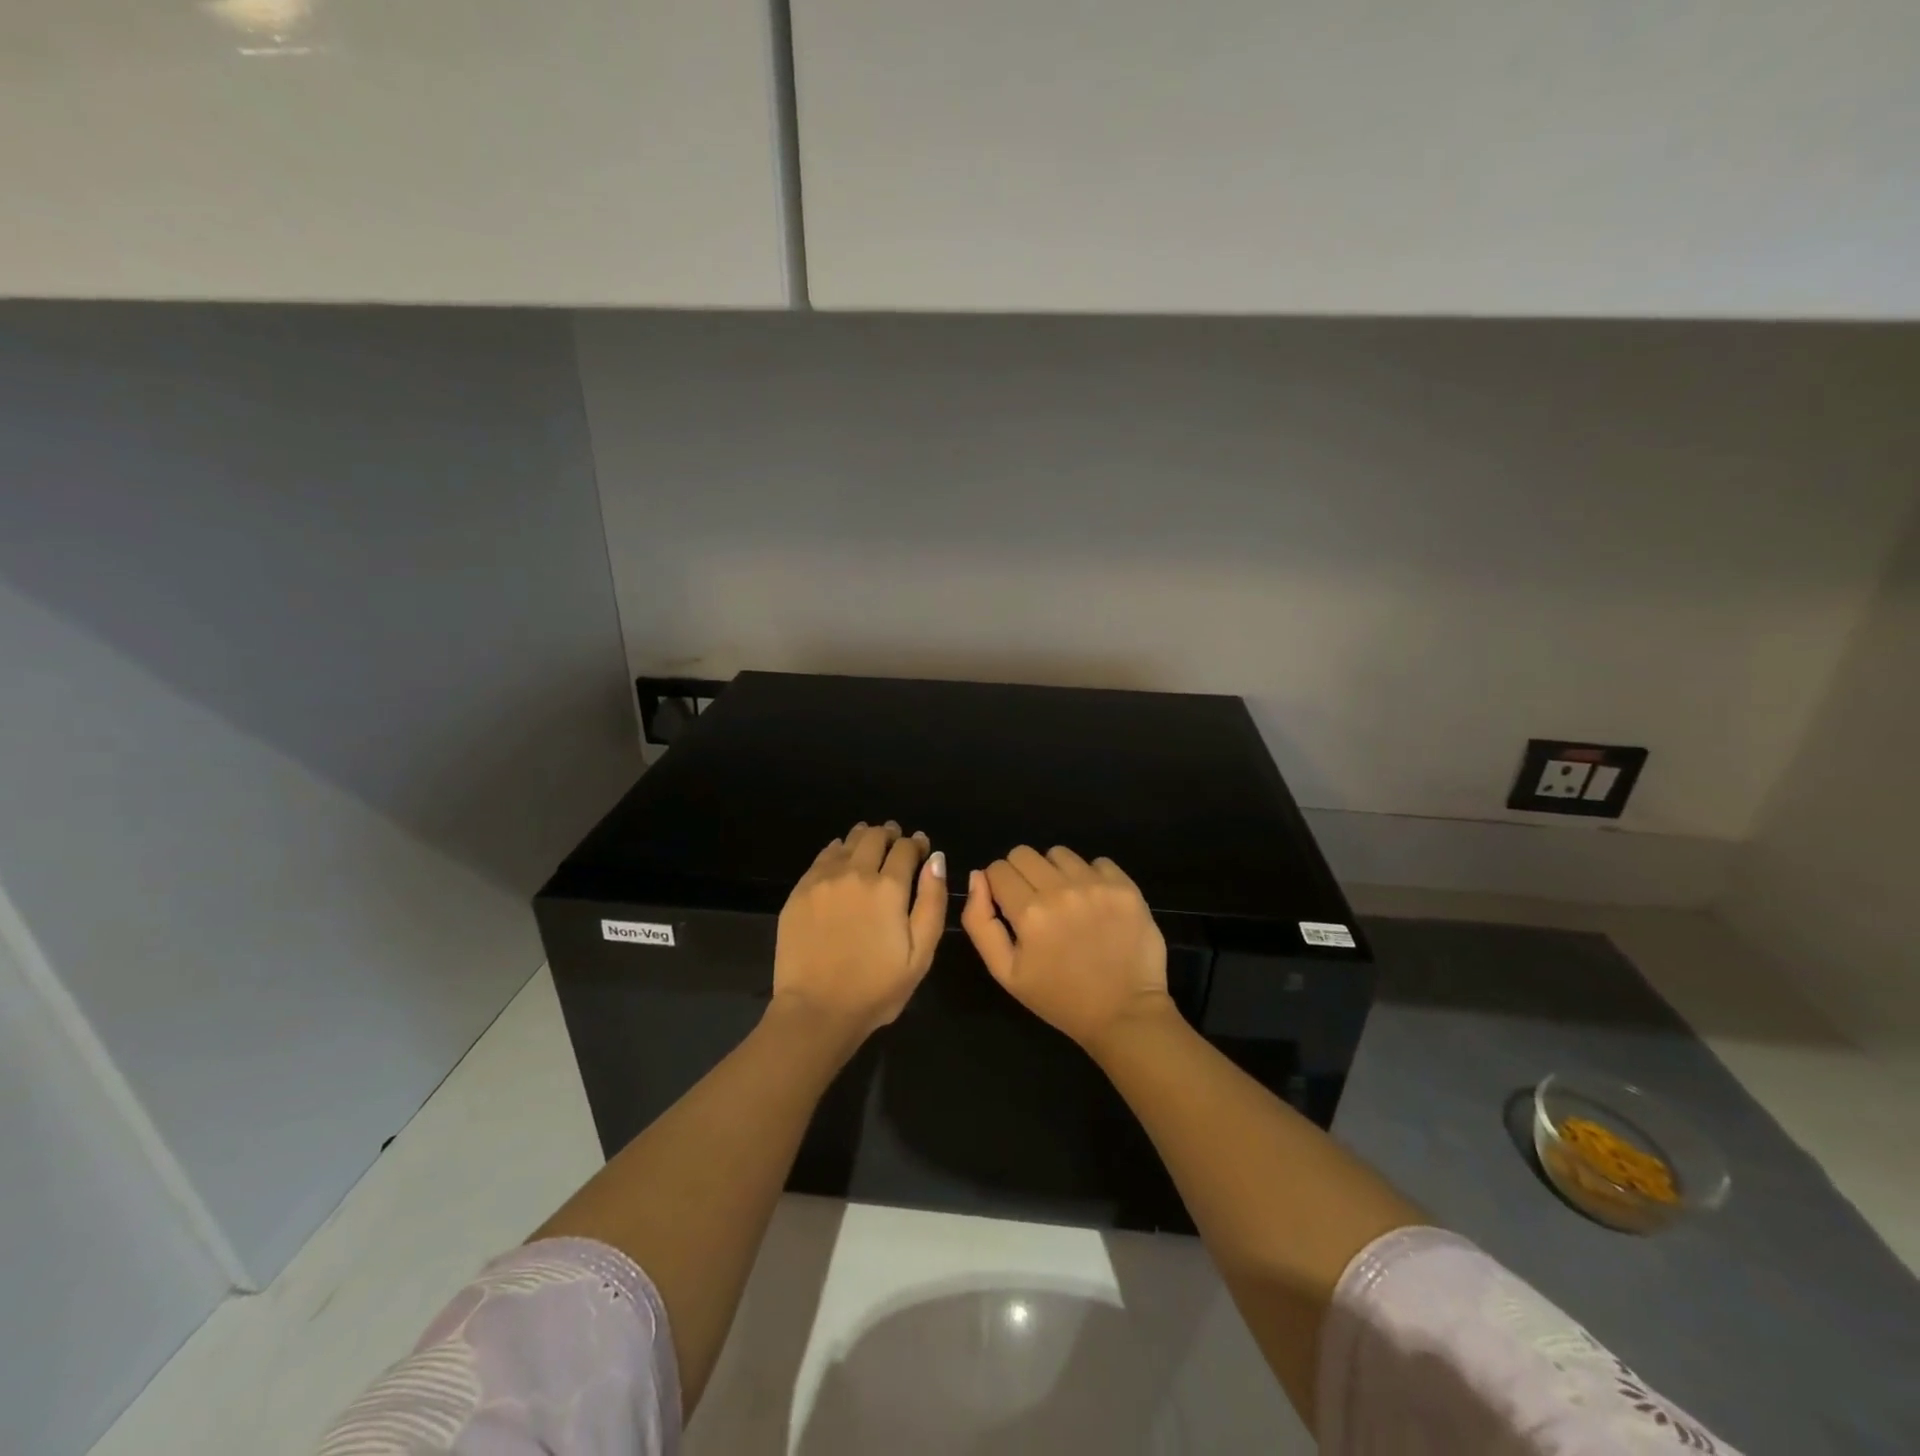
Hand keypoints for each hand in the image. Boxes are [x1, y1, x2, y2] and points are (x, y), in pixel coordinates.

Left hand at [772, 822, 947, 1040]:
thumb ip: (932, 902)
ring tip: (870, 844)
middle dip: (891, 834)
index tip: (921, 847)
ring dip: (864, 837)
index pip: (906, 848)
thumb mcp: (921, 953)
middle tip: (896, 841)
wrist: (817, 1010)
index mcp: (889, 888)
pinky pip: (823, 856)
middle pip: (876, 836)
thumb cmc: (876, 988)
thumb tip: (936, 860)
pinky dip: (838, 850)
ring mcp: (824, 879)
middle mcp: (856, 873)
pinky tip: (841, 857)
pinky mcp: (800, 890)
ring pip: (848, 841)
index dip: (917, 843)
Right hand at [961, 845, 1171, 1051]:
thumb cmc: (1059, 998)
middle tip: (1036, 904)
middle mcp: (1061, 890)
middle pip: (1024, 853)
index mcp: (1029, 913)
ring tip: (1067, 903)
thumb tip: (977, 876)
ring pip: (1059, 854)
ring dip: (1056, 872)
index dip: (998, 886)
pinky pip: (1098, 861)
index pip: (998, 869)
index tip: (1010, 907)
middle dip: (1022, 874)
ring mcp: (1096, 886)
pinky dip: (1091, 877)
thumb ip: (980, 921)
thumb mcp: (1005, 972)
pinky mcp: (1125, 887)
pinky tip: (1095, 904)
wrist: (1124, 1014)